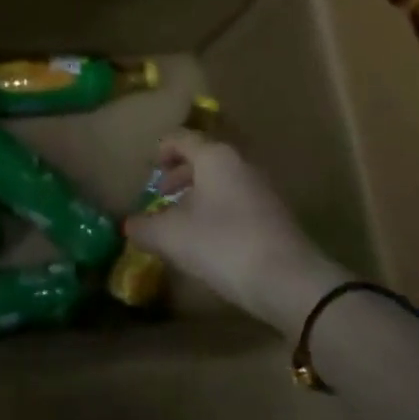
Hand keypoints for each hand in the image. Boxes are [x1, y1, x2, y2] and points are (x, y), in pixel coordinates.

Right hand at [125, 131, 344, 335]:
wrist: (289, 281)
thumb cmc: (222, 244)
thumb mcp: (171, 236)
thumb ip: (144, 227)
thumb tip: (130, 224)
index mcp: (214, 156)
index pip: (181, 138)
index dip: (161, 150)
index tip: (149, 171)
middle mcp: (240, 162)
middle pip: (204, 158)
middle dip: (179, 175)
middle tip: (162, 196)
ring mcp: (263, 188)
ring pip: (222, 180)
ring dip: (199, 195)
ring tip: (183, 222)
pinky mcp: (276, 214)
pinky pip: (238, 200)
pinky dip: (218, 210)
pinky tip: (210, 240)